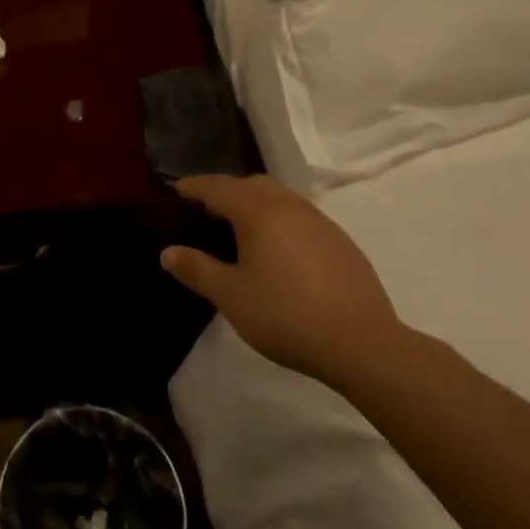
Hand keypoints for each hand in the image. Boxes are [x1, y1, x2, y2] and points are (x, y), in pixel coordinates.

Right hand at [162, 174, 405, 389]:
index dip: (194, 186)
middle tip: (207, 211)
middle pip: (251, 184)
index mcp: (258, 211)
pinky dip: (281, 220)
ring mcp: (319, 221)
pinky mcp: (340, 241)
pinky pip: (301, 216)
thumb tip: (167, 252)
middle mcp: (288, 205)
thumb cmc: (286, 315)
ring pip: (279, 197)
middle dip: (227, 191)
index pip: (217, 187)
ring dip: (256, 203)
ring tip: (242, 230)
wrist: (362, 344)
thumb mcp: (231, 296)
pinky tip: (280, 251)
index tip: (176, 190)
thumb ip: (196, 270)